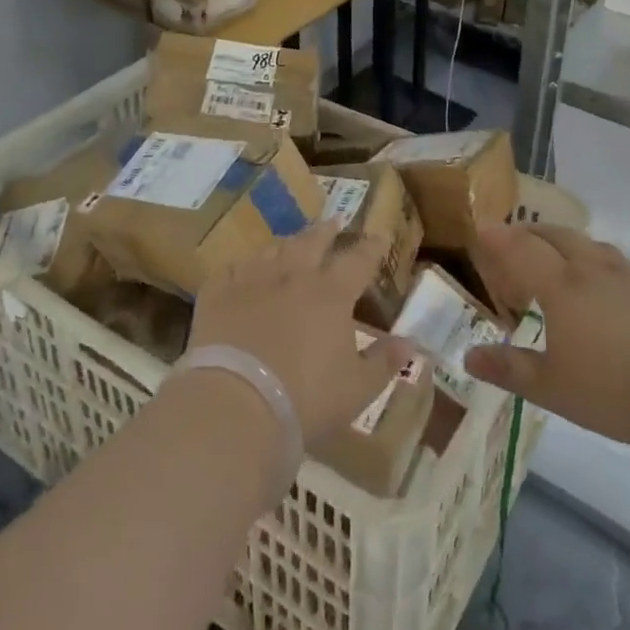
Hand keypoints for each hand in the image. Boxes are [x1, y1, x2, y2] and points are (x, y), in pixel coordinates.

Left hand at [187, 222, 412, 444]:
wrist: (234, 406)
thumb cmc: (305, 400)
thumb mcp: (357, 389)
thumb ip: (384, 362)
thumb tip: (412, 343)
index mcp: (331, 294)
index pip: (359, 260)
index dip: (371, 247)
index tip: (379, 235)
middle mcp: (293, 276)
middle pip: (312, 243)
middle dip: (326, 231)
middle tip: (333, 222)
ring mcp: (252, 281)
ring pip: (273, 251)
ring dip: (286, 244)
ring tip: (291, 242)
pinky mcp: (217, 296)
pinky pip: (231, 270)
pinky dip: (241, 268)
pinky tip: (241, 271)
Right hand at [464, 219, 629, 451]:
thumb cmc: (613, 391)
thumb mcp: (552, 388)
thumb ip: (509, 368)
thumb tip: (469, 356)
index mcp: (561, 286)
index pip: (521, 248)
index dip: (499, 237)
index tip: (483, 229)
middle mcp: (594, 269)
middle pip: (558, 236)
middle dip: (533, 233)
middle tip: (518, 241)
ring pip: (594, 246)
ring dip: (571, 246)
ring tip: (564, 261)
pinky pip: (625, 267)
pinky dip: (606, 267)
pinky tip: (614, 292)